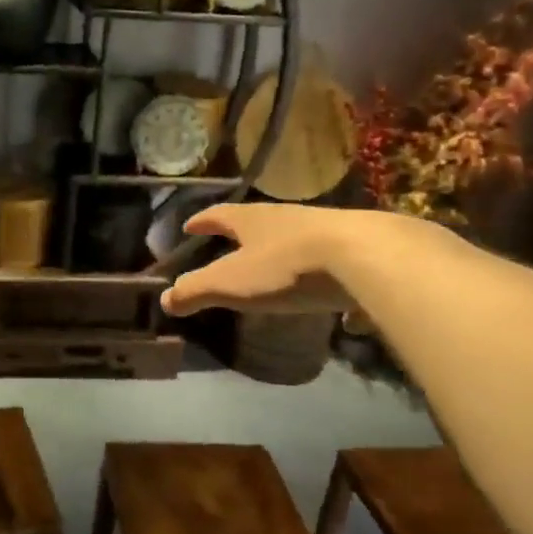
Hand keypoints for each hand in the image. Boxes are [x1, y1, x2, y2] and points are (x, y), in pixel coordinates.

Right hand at [160, 203, 367, 317]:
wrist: (368, 258)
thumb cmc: (288, 268)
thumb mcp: (231, 283)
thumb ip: (196, 291)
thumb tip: (164, 300)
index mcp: (253, 221)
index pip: (219, 215)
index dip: (202, 221)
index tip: (189, 226)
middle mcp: (289, 219)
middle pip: (260, 224)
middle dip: (244, 236)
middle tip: (232, 246)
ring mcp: (328, 232)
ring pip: (300, 242)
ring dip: (287, 257)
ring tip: (283, 277)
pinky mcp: (363, 254)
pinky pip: (343, 275)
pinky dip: (339, 291)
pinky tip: (347, 317)